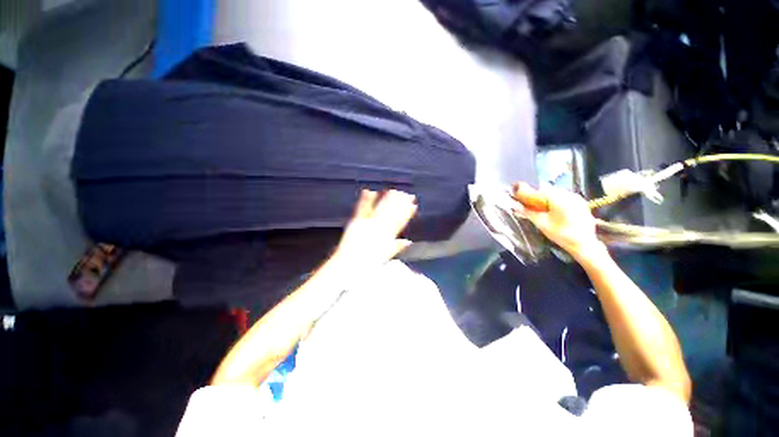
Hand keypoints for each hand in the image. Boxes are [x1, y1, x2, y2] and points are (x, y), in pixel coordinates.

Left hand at [332, 189, 417, 267]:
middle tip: (407, 194)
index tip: (413, 205)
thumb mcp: (385, 256)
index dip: (407, 213)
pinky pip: (363, 209)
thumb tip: (408, 241)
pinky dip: (366, 200)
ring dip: (388, 199)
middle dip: (401, 203)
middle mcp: (380, 229)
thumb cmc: (367, 263)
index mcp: (388, 237)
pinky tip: (370, 191)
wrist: (349, 265)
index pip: (400, 222)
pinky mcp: (357, 222)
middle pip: (393, 213)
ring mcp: (368, 224)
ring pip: (381, 209)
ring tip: (394, 191)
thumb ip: (397, 247)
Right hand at [511, 183, 604, 259]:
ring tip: (544, 210)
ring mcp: (578, 199)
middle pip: (550, 190)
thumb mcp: (541, 224)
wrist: (584, 244)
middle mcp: (570, 195)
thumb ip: (528, 213)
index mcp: (559, 198)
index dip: (531, 192)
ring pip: (559, 194)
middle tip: (534, 206)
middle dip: (540, 196)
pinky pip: (566, 198)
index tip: (524, 199)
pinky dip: (559, 202)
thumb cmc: (561, 234)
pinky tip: (556, 212)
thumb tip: (517, 206)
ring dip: (550, 199)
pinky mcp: (582, 204)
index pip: (541, 188)